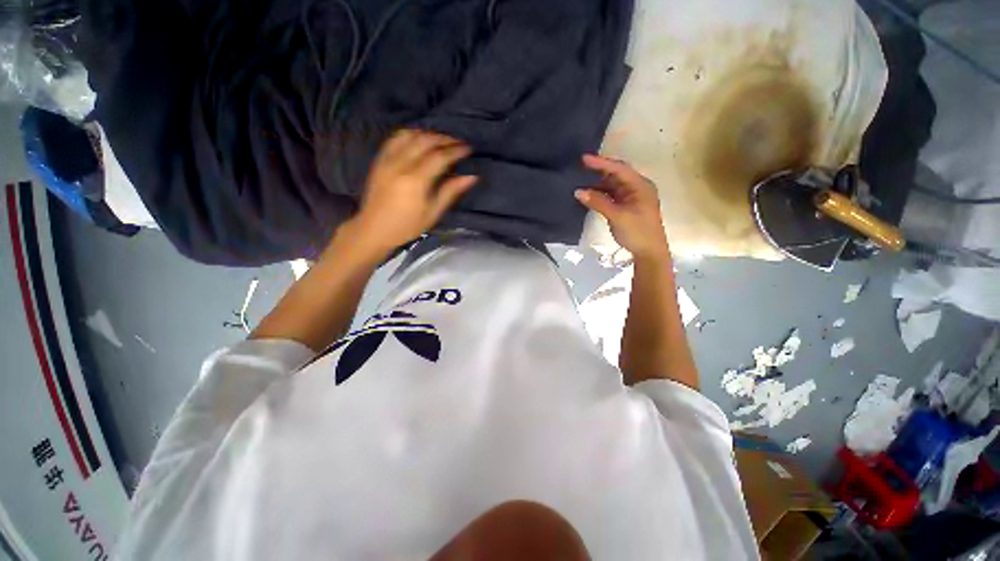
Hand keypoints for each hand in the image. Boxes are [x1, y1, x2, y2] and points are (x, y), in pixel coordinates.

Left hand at [352, 129, 477, 252]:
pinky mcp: (379, 160)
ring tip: (441, 141)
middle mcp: (401, 164)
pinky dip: (410, 134)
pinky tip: (419, 139)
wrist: (374, 229)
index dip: (456, 150)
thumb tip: (471, 177)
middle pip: (425, 141)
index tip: (468, 149)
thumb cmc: (407, 226)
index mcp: (416, 181)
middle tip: (458, 143)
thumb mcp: (432, 213)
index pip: (440, 157)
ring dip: (428, 134)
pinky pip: (395, 138)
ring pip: (410, 135)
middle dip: (444, 139)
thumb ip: (450, 192)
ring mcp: (387, 160)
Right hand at [575, 155, 669, 261]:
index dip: (601, 163)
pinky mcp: (626, 207)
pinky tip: (588, 196)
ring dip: (597, 185)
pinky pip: (611, 196)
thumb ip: (598, 202)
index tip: (584, 159)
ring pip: (612, 186)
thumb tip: (578, 191)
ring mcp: (631, 198)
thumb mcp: (617, 216)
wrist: (649, 252)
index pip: (619, 169)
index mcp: (640, 185)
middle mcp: (637, 188)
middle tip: (580, 168)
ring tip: (580, 182)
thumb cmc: (637, 232)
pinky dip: (600, 195)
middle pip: (616, 175)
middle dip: (599, 171)